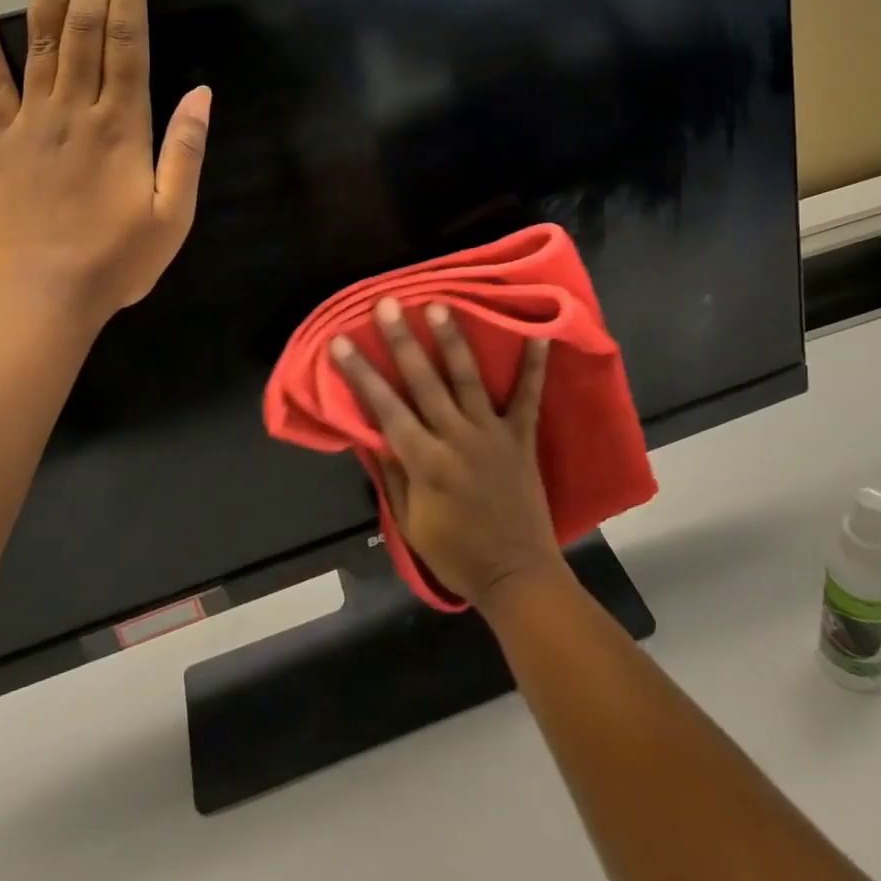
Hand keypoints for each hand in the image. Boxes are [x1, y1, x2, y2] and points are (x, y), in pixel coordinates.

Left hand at [0, 0, 210, 323]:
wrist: (44, 296)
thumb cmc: (118, 260)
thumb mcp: (174, 214)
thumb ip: (187, 150)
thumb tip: (202, 93)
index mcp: (121, 125)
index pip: (127, 43)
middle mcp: (74, 109)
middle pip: (84, 29)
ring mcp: (31, 120)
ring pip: (38, 40)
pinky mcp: (0, 139)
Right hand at [330, 298, 562, 607]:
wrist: (517, 576)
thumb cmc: (456, 554)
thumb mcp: (411, 523)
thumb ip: (394, 473)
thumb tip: (373, 432)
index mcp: (425, 462)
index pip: (385, 409)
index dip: (361, 374)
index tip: (340, 341)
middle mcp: (456, 438)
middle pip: (424, 382)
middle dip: (402, 341)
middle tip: (387, 304)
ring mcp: (492, 434)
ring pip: (468, 378)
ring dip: (452, 340)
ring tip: (440, 305)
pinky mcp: (521, 437)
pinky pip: (528, 396)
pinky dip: (534, 365)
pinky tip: (540, 334)